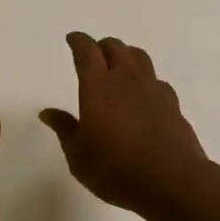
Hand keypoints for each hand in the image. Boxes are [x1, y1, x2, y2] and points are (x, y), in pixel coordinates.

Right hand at [39, 32, 212, 220]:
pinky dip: (146, 79)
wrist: (171, 181)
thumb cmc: (116, 170)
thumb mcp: (79, 155)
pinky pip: (156, 80)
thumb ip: (65, 129)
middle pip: (116, 48)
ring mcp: (153, 89)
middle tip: (94, 54)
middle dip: (102, 46)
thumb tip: (47, 112)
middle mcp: (126, 79)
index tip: (72, 39)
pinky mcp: (172, 103)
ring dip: (126, 55)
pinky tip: (143, 94)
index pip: (87, 51)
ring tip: (119, 65)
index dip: (79, 41)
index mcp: (98, 86)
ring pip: (139, 57)